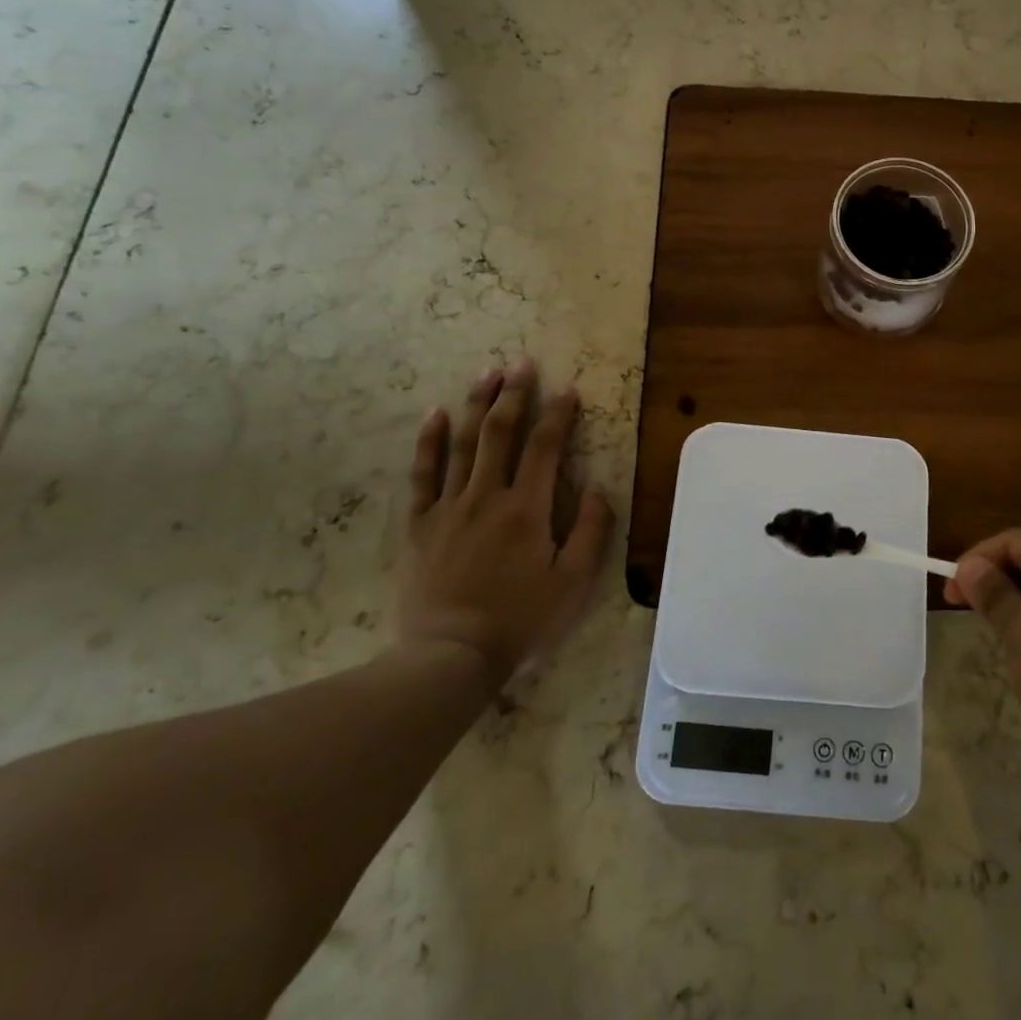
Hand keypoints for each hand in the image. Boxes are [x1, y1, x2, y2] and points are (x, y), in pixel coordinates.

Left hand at [400, 358, 614, 679]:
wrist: (450, 656)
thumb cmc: (520, 620)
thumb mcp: (573, 584)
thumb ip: (592, 532)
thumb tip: (600, 488)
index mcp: (528, 509)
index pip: (546, 447)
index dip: (559, 414)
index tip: (568, 389)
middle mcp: (488, 496)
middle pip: (501, 433)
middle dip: (515, 394)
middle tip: (523, 363)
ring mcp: (449, 507)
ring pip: (464, 443)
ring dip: (478, 404)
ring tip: (488, 372)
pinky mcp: (421, 524)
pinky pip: (423, 473)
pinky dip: (430, 441)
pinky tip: (436, 413)